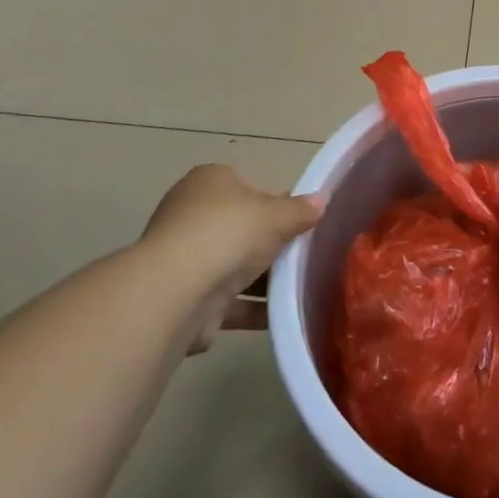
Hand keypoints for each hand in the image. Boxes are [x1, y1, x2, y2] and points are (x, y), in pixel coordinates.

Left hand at [141, 164, 321, 352]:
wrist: (176, 292)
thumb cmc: (228, 233)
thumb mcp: (276, 215)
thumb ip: (300, 210)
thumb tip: (322, 200)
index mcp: (210, 182)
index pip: (249, 187)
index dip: (277, 203)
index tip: (302, 221)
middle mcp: (192, 215)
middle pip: (242, 228)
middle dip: (270, 243)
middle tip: (306, 255)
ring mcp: (186, 258)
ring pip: (234, 265)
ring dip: (263, 279)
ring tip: (302, 288)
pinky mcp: (186, 298)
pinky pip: (229, 301)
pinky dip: (253, 309)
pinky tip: (282, 315)